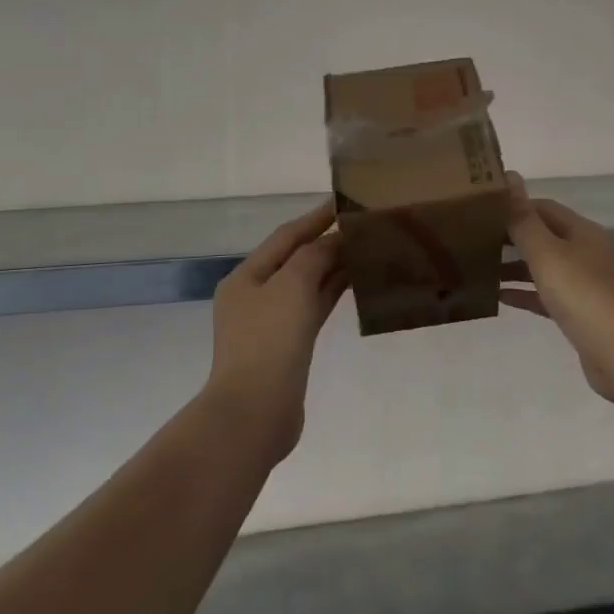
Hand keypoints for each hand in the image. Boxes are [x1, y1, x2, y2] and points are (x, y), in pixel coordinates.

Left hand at [208, 200, 346, 464]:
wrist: (255, 412)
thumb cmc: (269, 341)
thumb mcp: (291, 285)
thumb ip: (314, 255)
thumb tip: (334, 241)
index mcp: (246, 276)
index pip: (286, 236)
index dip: (315, 217)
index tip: (344, 201)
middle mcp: (255, 295)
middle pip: (296, 259)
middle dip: (327, 241)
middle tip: (364, 225)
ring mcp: (271, 323)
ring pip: (307, 284)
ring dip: (333, 267)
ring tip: (367, 249)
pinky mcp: (289, 347)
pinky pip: (314, 308)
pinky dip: (333, 293)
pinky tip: (356, 283)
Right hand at [499, 173, 613, 402]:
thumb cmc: (583, 294)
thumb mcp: (547, 253)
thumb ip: (524, 220)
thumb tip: (509, 177)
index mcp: (581, 232)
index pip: (543, 208)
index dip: (514, 206)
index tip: (481, 211)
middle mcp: (585, 253)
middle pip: (544, 237)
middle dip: (511, 237)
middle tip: (473, 239)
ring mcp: (585, 284)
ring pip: (544, 268)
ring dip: (515, 267)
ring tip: (479, 267)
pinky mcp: (581, 314)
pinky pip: (547, 296)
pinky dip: (525, 294)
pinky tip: (499, 297)